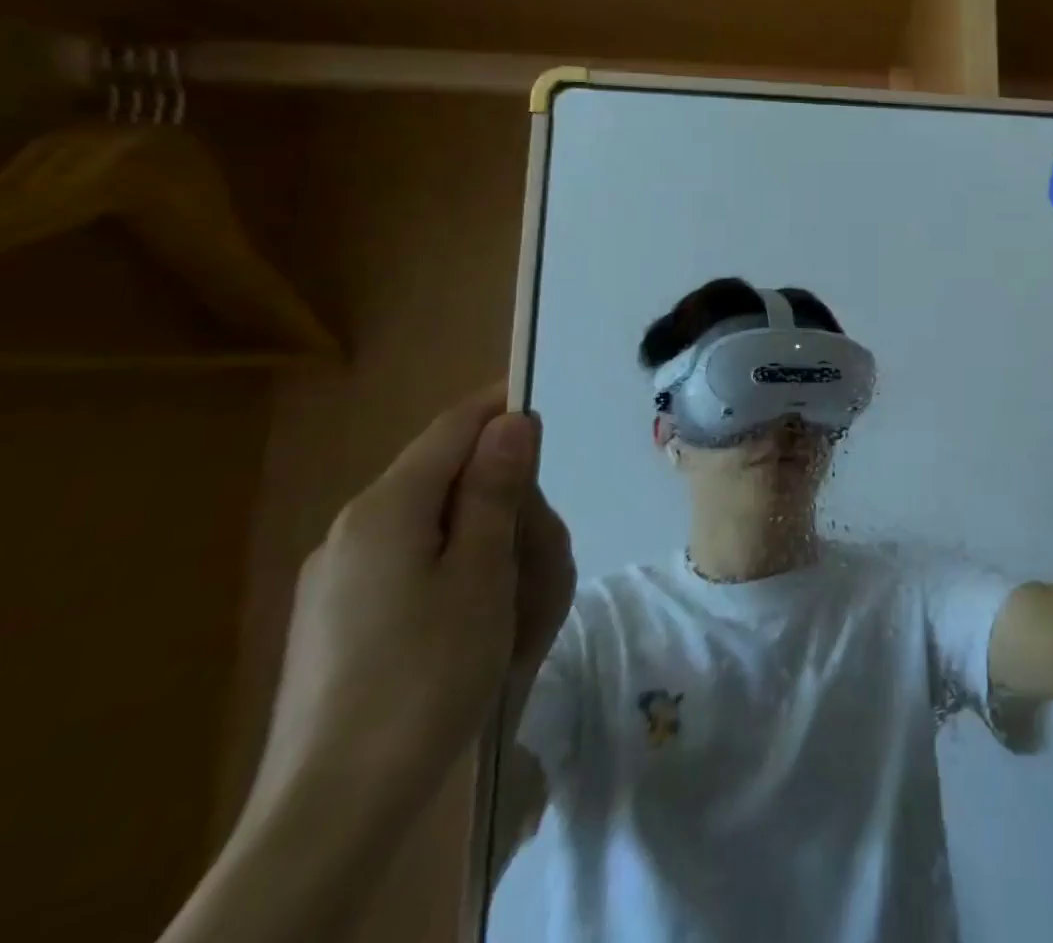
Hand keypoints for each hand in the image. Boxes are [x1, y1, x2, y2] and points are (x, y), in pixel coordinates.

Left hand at [243, 387, 575, 835]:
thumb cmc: (426, 675)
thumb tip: (512, 420)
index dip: (503, 408)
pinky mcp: (340, 620)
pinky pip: (416, 568)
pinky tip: (481, 627)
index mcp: (386, 508)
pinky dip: (461, 576)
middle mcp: (354, 530)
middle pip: (450, 478)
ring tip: (521, 607)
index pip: (454, 427)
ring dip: (491, 546)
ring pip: (439, 526)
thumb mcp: (483, 573)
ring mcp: (340, 578)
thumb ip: (497, 489)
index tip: (552, 420)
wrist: (334, 809)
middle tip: (545, 555)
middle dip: (508, 501)